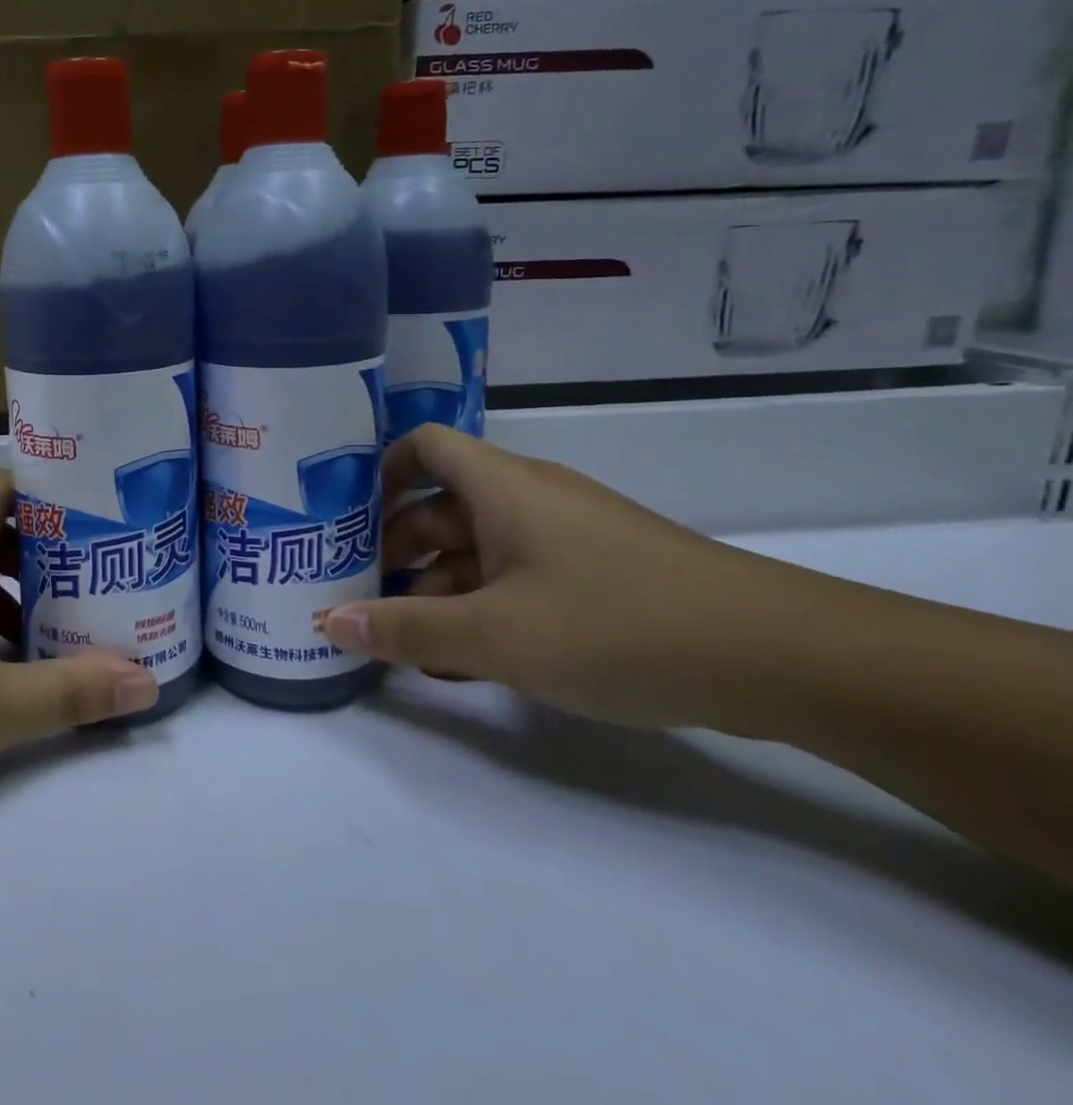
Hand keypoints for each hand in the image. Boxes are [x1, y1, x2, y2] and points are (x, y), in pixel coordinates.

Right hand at [319, 424, 770, 729]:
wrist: (782, 658)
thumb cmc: (616, 625)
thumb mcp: (495, 636)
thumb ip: (405, 631)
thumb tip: (327, 623)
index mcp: (500, 486)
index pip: (423, 446)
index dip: (379, 472)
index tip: (346, 519)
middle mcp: (530, 499)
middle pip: (442, 506)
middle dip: (396, 550)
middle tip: (361, 597)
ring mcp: (568, 537)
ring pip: (479, 551)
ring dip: (438, 591)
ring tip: (406, 645)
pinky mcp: (599, 576)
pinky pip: (519, 580)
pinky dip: (484, 610)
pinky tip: (469, 663)